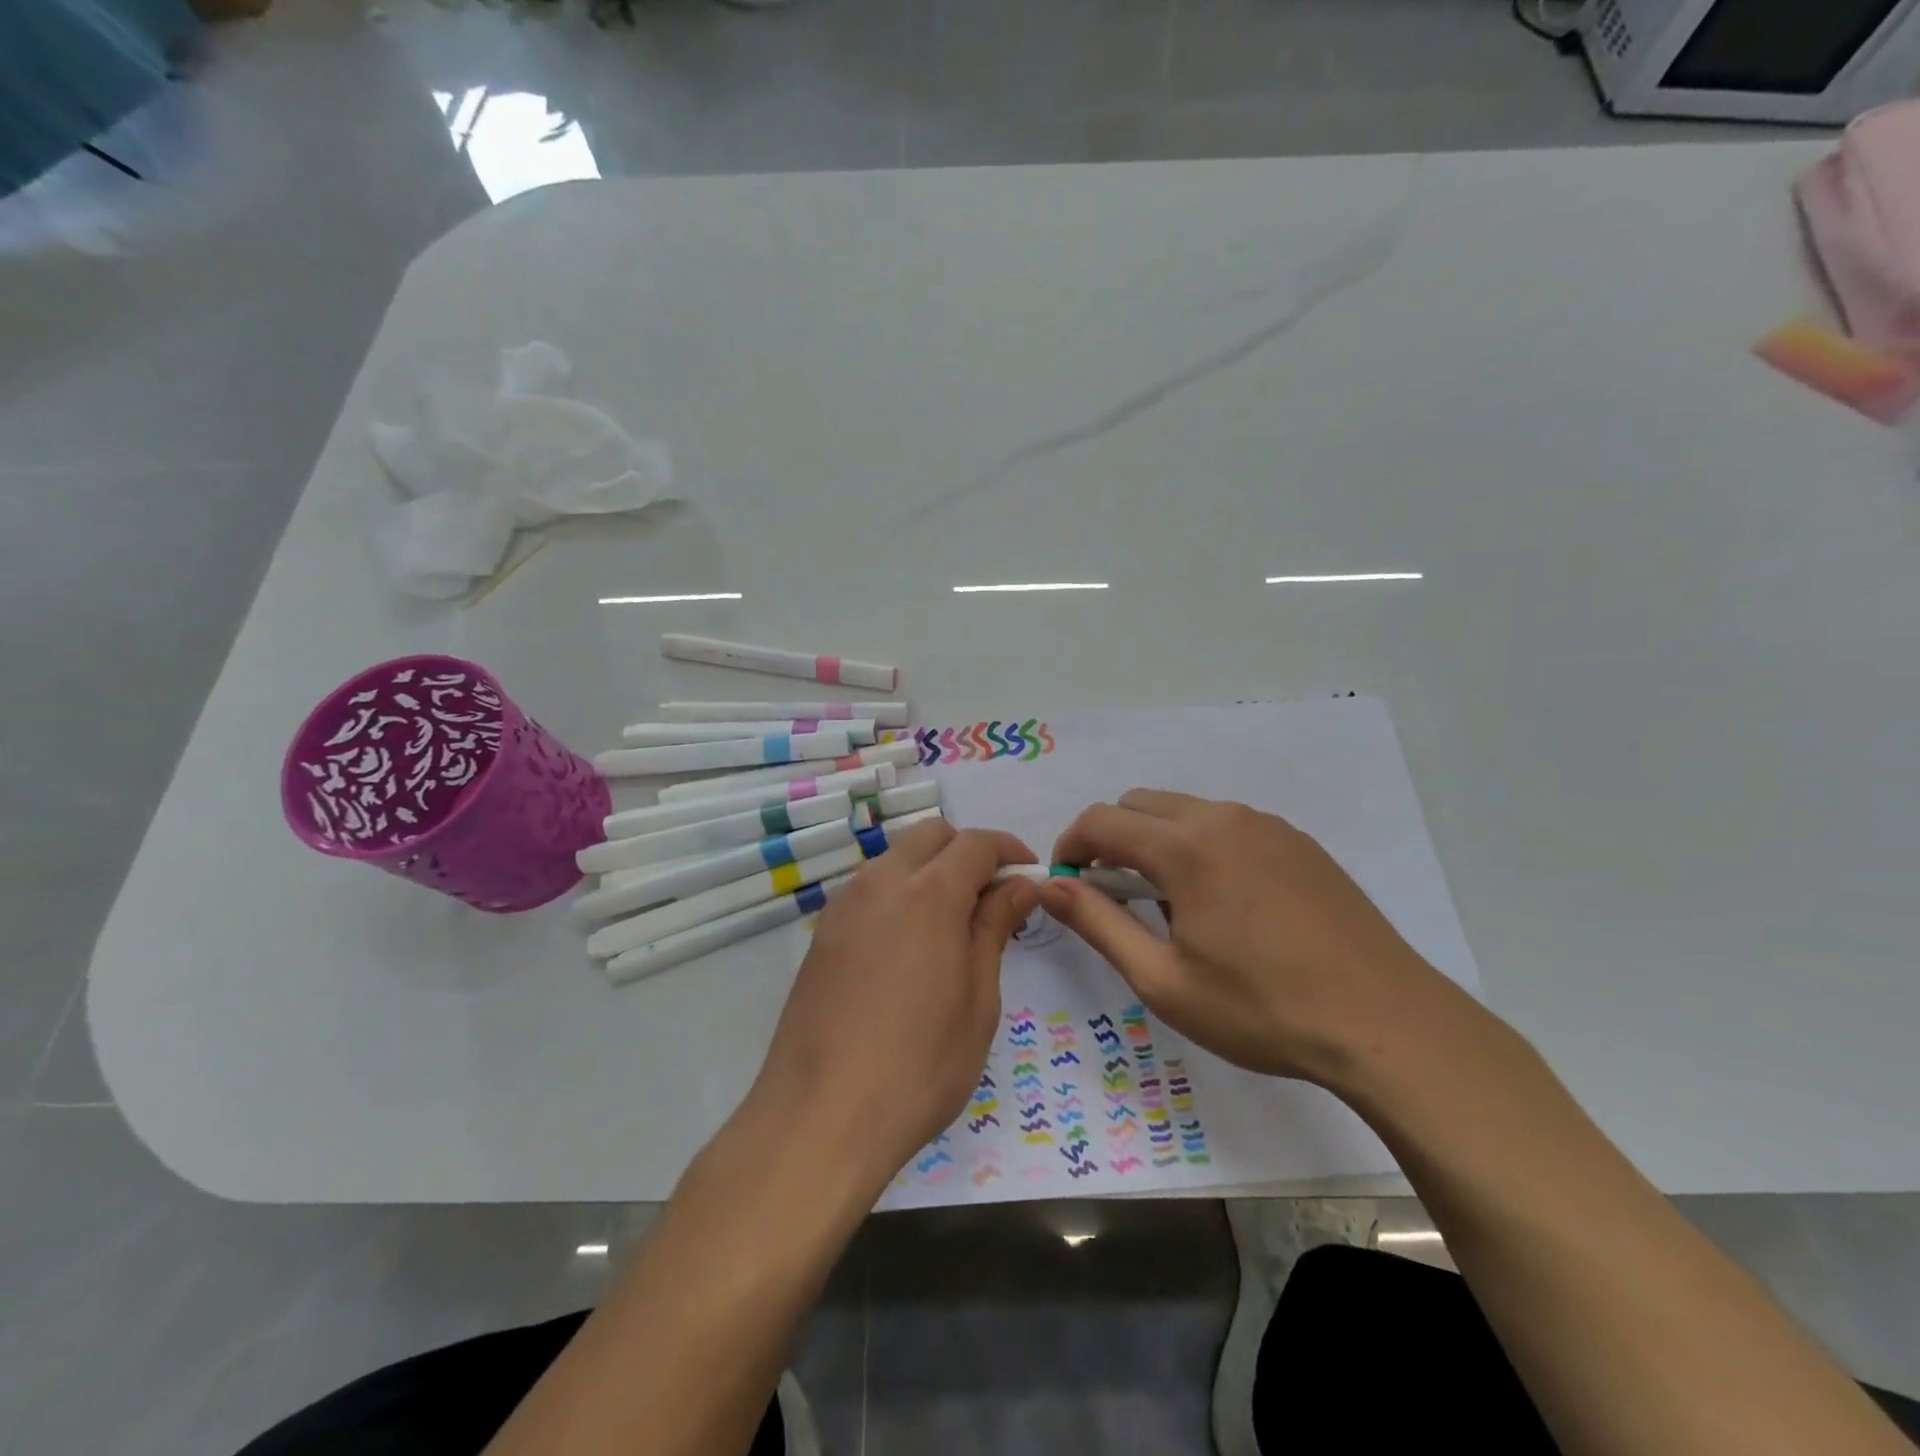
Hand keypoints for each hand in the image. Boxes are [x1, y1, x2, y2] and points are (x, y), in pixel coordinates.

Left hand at [750, 821, 1039, 1191]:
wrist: (820, 1116)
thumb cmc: (919, 1065)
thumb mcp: (978, 999)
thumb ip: (995, 927)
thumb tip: (1020, 884)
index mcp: (927, 893)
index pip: (975, 843)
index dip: (1009, 850)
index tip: (1030, 874)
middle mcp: (880, 883)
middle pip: (931, 836)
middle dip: (969, 852)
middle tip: (993, 898)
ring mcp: (844, 906)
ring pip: (896, 858)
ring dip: (932, 870)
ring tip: (954, 924)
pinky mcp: (823, 933)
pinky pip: (870, 889)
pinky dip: (900, 893)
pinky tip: (910, 945)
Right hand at [1043, 790, 1470, 1089]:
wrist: (1386, 1023)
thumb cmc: (1262, 1009)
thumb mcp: (1163, 980)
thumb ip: (1098, 924)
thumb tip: (1048, 887)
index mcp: (1186, 847)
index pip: (1101, 821)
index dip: (1070, 847)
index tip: (1067, 885)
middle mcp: (1223, 818)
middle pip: (1139, 804)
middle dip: (1111, 840)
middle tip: (1115, 897)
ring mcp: (1266, 825)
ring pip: (1184, 810)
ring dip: (1156, 841)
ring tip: (1172, 905)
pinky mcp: (1297, 841)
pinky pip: (1226, 825)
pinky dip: (1200, 845)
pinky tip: (1224, 903)